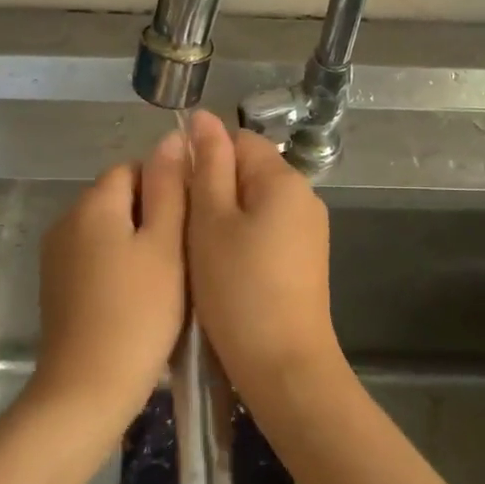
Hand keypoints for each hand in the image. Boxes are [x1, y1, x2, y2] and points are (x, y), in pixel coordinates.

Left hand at [30, 131, 188, 430]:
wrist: (88, 388)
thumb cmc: (139, 314)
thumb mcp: (166, 246)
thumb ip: (170, 188)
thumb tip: (170, 139)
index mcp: (93, 203)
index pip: (133, 168)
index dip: (168, 187)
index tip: (192, 223)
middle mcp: (66, 220)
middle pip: (118, 197)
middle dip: (153, 215)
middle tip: (185, 254)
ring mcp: (56, 255)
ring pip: (108, 229)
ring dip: (137, 242)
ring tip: (168, 278)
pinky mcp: (56, 286)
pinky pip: (94, 257)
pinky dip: (118, 266)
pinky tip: (139, 298)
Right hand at [185, 110, 343, 404]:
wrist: (283, 365)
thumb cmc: (238, 288)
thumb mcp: (211, 221)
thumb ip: (206, 166)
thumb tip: (202, 118)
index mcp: (283, 179)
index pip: (238, 141)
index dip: (202, 157)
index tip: (176, 193)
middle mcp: (304, 198)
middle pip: (248, 172)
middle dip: (211, 190)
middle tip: (181, 227)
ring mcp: (307, 231)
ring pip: (253, 205)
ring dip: (222, 218)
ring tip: (196, 251)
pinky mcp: (304, 261)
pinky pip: (265, 232)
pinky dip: (240, 241)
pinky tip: (221, 270)